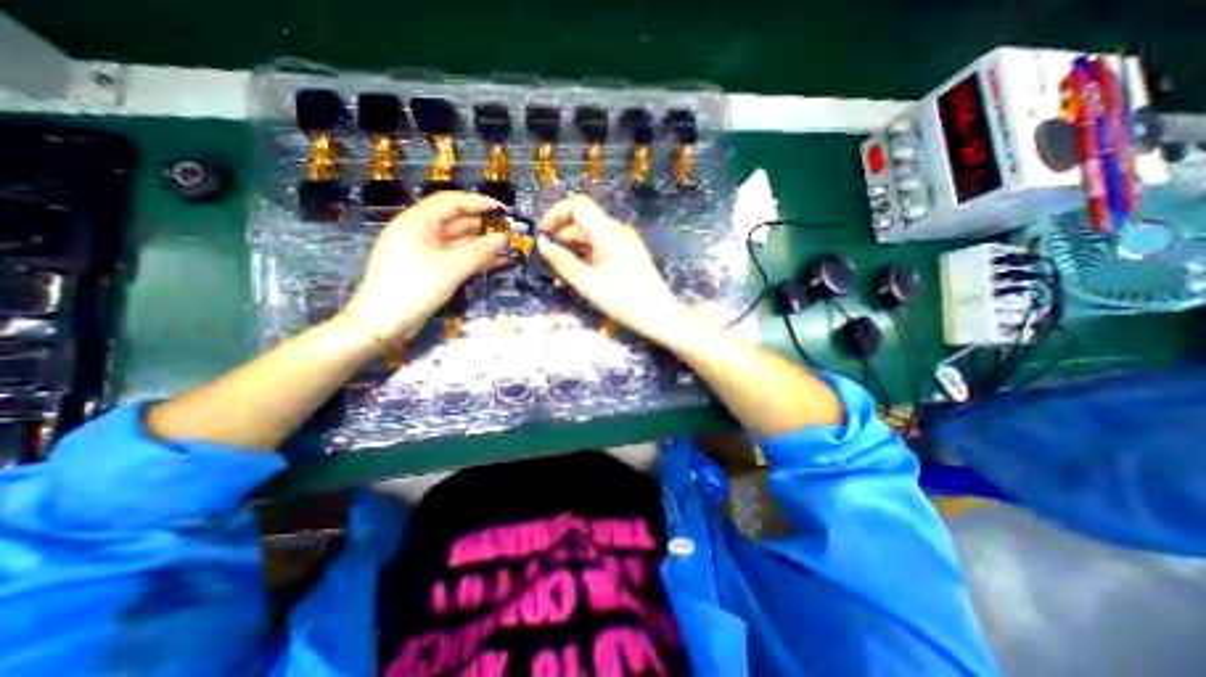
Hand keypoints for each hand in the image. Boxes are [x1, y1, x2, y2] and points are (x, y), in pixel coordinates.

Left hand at [343, 193, 507, 346]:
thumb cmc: (414, 288)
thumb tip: (504, 238)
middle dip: (483, 224)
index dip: (478, 202)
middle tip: (510, 231)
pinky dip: (474, 259)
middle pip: (456, 221)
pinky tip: (496, 262)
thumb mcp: (450, 268)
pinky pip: (455, 257)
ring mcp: (424, 251)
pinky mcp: (429, 269)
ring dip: (482, 244)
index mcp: (417, 222)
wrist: (382, 323)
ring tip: (508, 247)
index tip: (503, 210)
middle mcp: (420, 232)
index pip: (451, 202)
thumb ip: (479, 251)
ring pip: (458, 241)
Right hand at [538, 195, 686, 342]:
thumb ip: (563, 262)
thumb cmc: (622, 299)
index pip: (579, 205)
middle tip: (550, 257)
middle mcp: (618, 230)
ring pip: (594, 233)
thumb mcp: (587, 283)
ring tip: (564, 267)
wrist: (658, 314)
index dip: (557, 213)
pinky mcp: (629, 252)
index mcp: (608, 232)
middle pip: (585, 220)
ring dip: (575, 244)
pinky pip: (604, 243)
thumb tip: (543, 245)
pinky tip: (583, 270)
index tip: (542, 232)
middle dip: (563, 234)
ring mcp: (626, 240)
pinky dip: (588, 251)